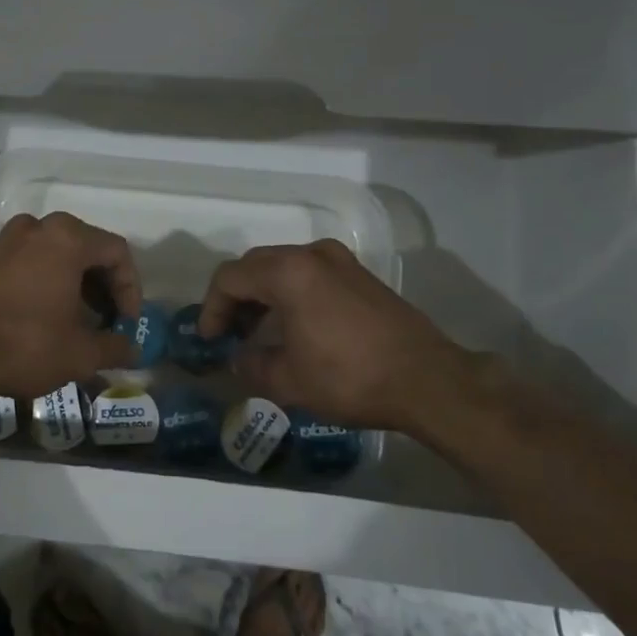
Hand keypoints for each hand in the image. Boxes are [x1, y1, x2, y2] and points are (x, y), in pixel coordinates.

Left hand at [0, 212, 140, 403]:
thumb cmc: (23, 345)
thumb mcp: (80, 354)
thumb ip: (114, 348)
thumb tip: (132, 352)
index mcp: (67, 238)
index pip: (117, 252)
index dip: (131, 289)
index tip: (127, 323)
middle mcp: (37, 228)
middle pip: (86, 248)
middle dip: (103, 286)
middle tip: (107, 321)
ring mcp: (5, 241)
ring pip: (56, 255)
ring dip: (75, 285)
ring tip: (77, 322)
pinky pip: (29, 263)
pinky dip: (46, 283)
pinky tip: (44, 318)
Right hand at [199, 240, 506, 439]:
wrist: (427, 379)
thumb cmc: (350, 378)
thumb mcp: (289, 381)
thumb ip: (251, 365)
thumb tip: (239, 359)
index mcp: (288, 273)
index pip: (230, 278)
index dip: (211, 308)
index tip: (209, 339)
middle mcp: (312, 255)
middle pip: (255, 265)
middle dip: (235, 297)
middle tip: (229, 333)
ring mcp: (340, 260)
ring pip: (283, 266)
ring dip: (263, 293)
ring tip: (257, 331)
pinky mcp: (360, 274)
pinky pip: (309, 273)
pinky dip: (290, 291)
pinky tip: (293, 324)